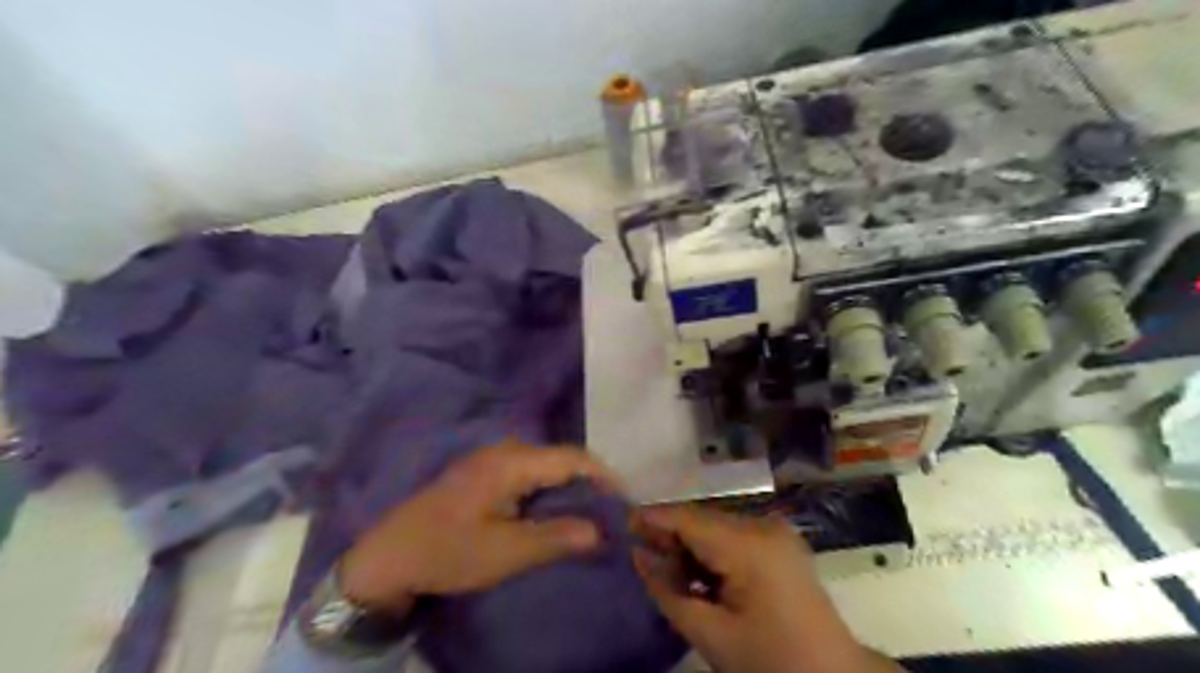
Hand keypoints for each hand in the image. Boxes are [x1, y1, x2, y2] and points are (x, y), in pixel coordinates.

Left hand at [342, 442, 613, 613]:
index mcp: (511, 462)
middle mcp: (503, 451)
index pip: (571, 458)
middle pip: (559, 457)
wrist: (388, 556)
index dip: (603, 476)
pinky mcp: (482, 472)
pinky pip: (528, 471)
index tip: (623, 501)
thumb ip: (557, 538)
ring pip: (544, 464)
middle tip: (609, 510)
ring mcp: (490, 459)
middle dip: (588, 480)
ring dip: (568, 484)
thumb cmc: (448, 552)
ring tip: (588, 511)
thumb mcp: (506, 552)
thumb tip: (601, 531)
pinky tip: (552, 509)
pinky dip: (548, 487)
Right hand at [631, 505, 893, 671]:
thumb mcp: (712, 634)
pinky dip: (710, 552)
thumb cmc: (771, 662)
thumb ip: (668, 592)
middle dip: (668, 535)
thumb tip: (637, 556)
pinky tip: (695, 575)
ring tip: (663, 569)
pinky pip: (733, 537)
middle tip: (636, 552)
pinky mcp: (779, 543)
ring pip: (715, 527)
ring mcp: (775, 532)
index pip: (689, 519)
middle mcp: (763, 525)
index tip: (618, 523)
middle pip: (702, 519)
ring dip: (688, 545)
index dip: (652, 518)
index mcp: (749, 545)